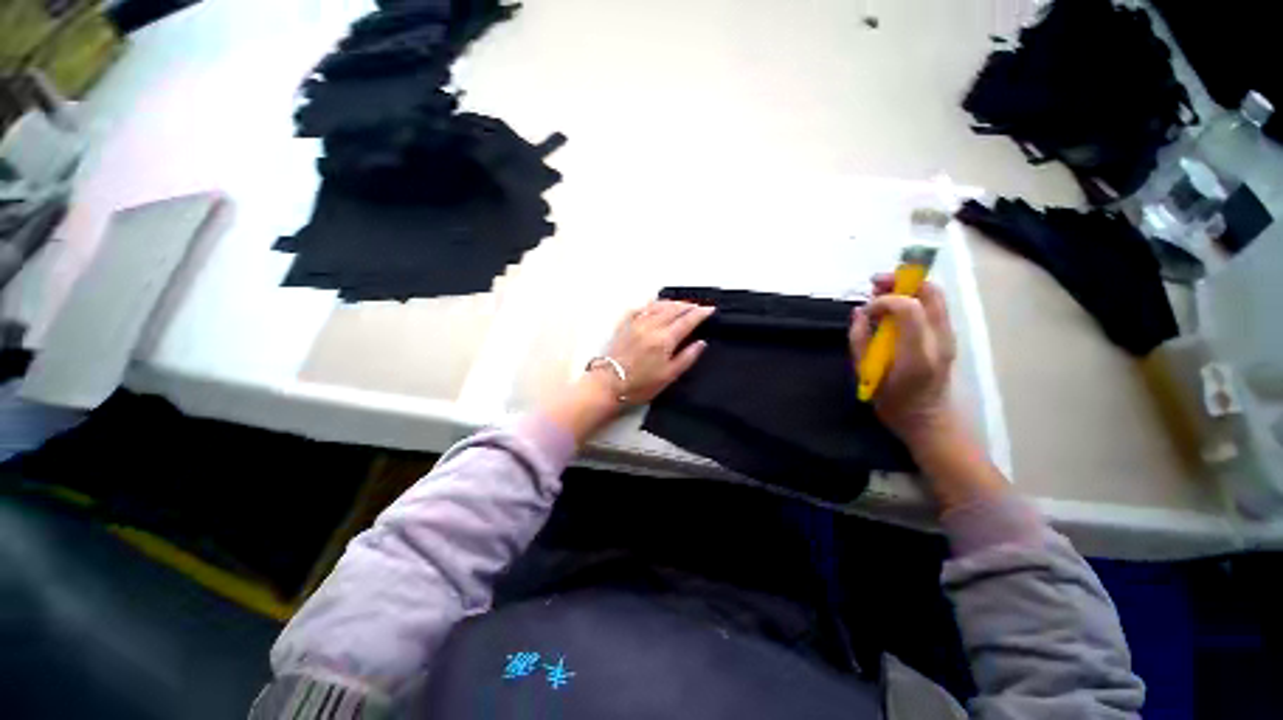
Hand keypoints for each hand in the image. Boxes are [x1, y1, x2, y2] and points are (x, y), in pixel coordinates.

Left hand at [542, 300, 713, 446]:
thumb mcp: (669, 375)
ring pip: (658, 305)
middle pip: (674, 309)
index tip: (710, 309)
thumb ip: (687, 357)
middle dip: (688, 306)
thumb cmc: (641, 384)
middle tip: (698, 307)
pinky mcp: (624, 325)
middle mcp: (651, 326)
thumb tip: (701, 342)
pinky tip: (655, 305)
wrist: (609, 384)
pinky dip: (652, 304)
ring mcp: (636, 323)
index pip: (687, 320)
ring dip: (672, 303)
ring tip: (681, 304)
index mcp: (665, 339)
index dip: (700, 313)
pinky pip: (641, 308)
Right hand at [850, 274, 957, 446]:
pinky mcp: (947, 337)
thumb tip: (858, 313)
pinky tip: (894, 307)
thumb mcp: (867, 374)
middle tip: (875, 283)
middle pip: (930, 293)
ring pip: (934, 296)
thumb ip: (860, 340)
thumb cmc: (893, 402)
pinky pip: (933, 307)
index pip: (908, 308)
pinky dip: (913, 298)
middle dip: (901, 280)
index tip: (867, 310)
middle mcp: (939, 340)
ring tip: (882, 292)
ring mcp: (948, 337)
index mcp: (917, 353)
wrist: (929, 421)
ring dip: (908, 287)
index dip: (885, 300)